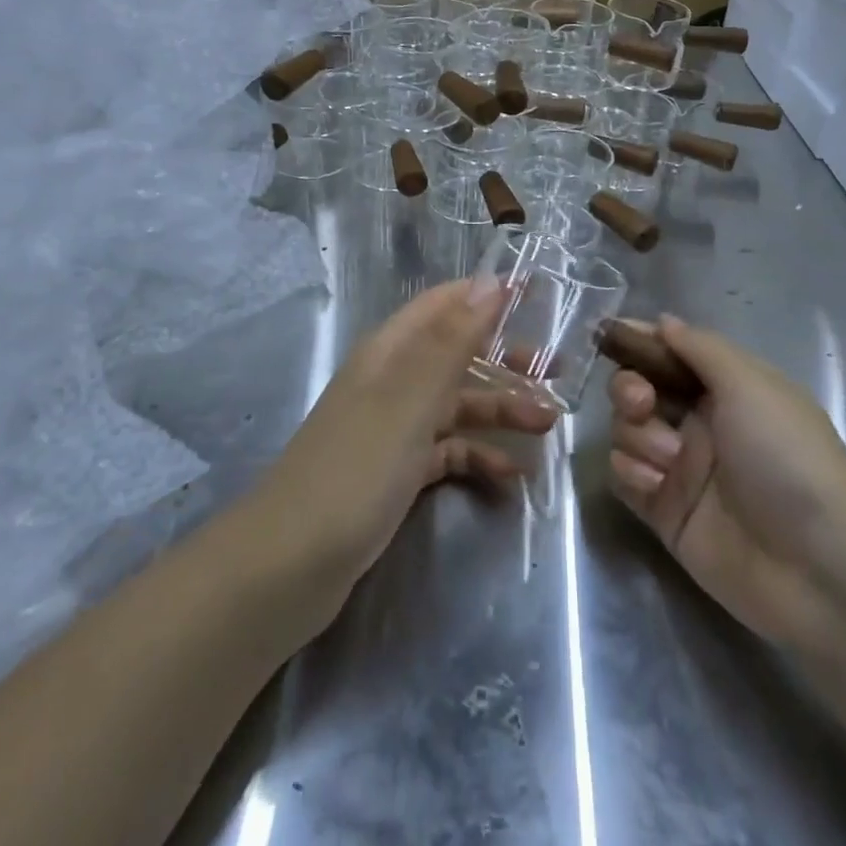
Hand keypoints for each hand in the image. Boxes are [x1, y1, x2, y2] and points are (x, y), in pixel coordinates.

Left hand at [259, 280, 559, 589]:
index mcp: (391, 351)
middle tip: (556, 371)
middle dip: (506, 359)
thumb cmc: (356, 468)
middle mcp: (394, 381)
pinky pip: (448, 452)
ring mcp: (394, 428)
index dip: (485, 294)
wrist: (289, 565)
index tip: (535, 293)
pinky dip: (479, 457)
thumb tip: (489, 281)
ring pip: (457, 405)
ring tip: (548, 426)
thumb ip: (452, 340)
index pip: (444, 304)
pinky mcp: (397, 471)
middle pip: (458, 355)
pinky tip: (511, 476)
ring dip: (501, 411)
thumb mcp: (410, 399)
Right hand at [607, 316, 845, 655]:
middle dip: (629, 389)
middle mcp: (700, 422)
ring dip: (637, 436)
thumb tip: (663, 321)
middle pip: (638, 388)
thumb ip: (700, 347)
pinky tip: (656, 486)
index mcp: (725, 388)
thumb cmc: (787, 456)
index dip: (640, 341)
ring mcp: (681, 468)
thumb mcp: (751, 384)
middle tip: (642, 403)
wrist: (815, 565)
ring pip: (626, 430)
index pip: (671, 352)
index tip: (610, 334)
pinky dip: (632, 472)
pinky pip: (624, 475)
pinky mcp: (664, 511)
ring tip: (671, 460)